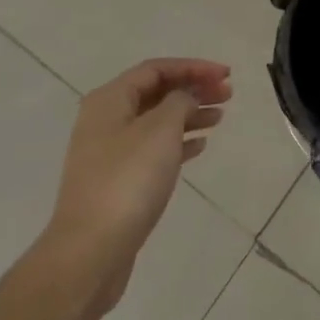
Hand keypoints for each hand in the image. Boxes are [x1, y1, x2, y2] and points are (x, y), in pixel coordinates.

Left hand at [45, 58, 230, 313]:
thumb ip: (179, 102)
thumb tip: (185, 97)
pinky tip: (201, 146)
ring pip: (157, 121)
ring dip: (189, 115)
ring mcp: (110, 152)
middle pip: (156, 93)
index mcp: (110, 100)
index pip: (156, 69)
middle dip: (193, 89)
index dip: (193, 67)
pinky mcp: (118, 181)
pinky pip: (153, 149)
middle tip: (228, 94)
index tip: (225, 74)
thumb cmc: (127, 181)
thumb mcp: (160, 130)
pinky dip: (178, 142)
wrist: (90, 251)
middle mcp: (106, 120)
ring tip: (221, 117)